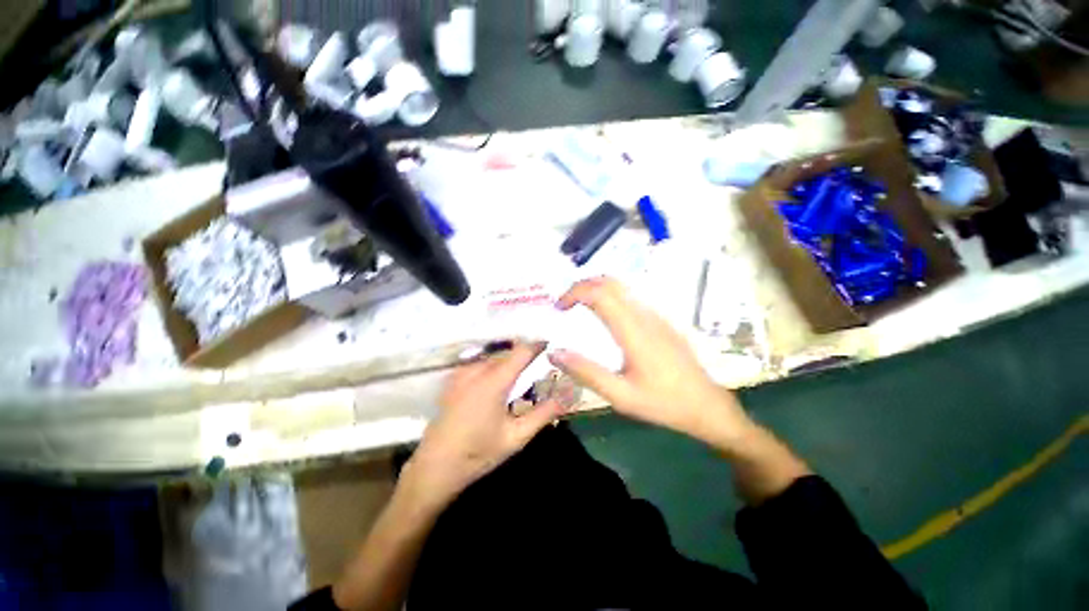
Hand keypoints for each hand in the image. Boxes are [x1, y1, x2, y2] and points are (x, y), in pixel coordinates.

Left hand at [403, 342, 568, 507]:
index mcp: (493, 381)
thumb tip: (568, 397)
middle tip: (542, 361)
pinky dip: (495, 364)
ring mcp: (462, 372)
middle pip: (508, 352)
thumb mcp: (516, 437)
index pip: (521, 351)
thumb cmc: (478, 453)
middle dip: (526, 353)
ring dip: (510, 359)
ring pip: (494, 356)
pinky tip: (501, 378)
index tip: (552, 343)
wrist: (434, 467)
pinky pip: (480, 362)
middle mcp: (476, 369)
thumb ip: (543, 413)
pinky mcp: (454, 378)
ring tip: (524, 368)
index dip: (538, 344)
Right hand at [548, 277, 753, 447]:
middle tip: (564, 304)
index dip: (574, 293)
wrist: (707, 405)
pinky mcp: (661, 320)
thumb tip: (554, 352)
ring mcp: (655, 315)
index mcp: (633, 330)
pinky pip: (630, 296)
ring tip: (578, 306)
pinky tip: (603, 314)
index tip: (559, 307)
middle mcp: (644, 315)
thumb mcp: (620, 396)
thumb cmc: (663, 403)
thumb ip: (586, 372)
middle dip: (582, 286)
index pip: (599, 294)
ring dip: (595, 288)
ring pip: (621, 286)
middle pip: (609, 282)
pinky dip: (609, 295)